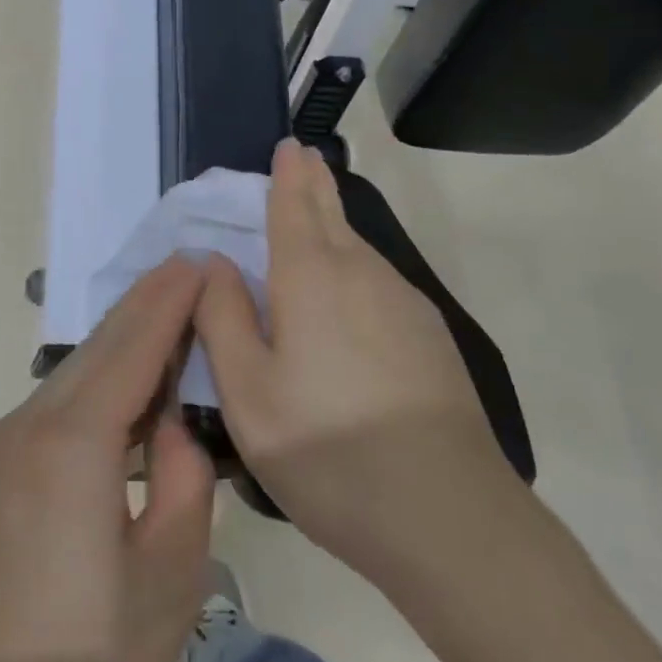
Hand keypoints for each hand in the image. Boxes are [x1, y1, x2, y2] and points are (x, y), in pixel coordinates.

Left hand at [0, 257, 216, 661]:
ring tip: (166, 314)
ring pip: (74, 369)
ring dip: (121, 338)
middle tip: (186, 268)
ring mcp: (3, 443)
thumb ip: (185, 480)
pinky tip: (124, 383)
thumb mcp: (170, 575)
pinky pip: (56, 399)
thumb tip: (173, 428)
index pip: (132, 347)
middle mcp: (29, 424)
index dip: (167, 300)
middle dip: (145, 303)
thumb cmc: (89, 660)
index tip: (196, 259)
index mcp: (74, 443)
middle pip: (98, 346)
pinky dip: (97, 375)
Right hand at [196, 140, 520, 588]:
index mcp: (312, 276)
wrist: (447, 516)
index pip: (296, 204)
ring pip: (359, 249)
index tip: (289, 145)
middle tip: (304, 160)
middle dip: (315, 183)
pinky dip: (356, 268)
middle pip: (333, 214)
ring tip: (315, 221)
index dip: (290, 172)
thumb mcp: (247, 393)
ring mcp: (404, 303)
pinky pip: (379, 282)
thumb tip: (214, 262)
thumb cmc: (328, 450)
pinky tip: (348, 298)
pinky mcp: (430, 336)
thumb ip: (223, 316)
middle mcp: (362, 273)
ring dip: (335, 227)